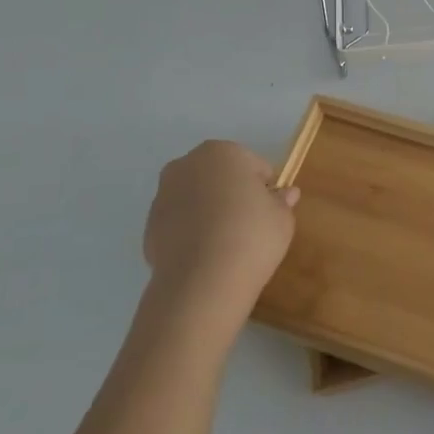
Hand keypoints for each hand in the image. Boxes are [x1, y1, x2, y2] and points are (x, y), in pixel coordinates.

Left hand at [139, 141, 298, 341]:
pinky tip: (205, 256)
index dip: (265, 189)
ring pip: (196, 199)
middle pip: (219, 177)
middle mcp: (186, 165)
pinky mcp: (149, 226)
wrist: (202, 281)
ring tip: (225, 244)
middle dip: (232, 194)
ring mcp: (163, 195)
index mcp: (222, 152)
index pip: (254, 165)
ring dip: (209, 212)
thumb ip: (282, 201)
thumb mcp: (282, 217)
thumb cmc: (251, 235)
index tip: (269, 212)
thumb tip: (285, 194)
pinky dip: (191, 233)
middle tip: (248, 225)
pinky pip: (179, 224)